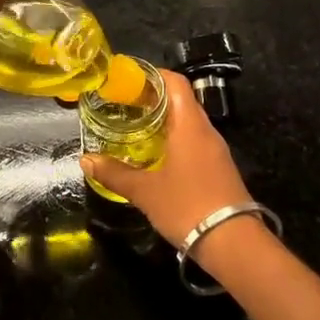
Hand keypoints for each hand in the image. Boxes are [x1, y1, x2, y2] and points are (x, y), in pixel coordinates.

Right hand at [81, 71, 255, 247]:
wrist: (234, 244)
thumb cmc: (187, 206)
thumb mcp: (145, 191)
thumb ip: (114, 173)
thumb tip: (86, 159)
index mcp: (189, 125)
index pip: (175, 82)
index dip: (152, 75)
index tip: (126, 80)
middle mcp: (206, 131)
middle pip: (180, 100)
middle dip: (152, 98)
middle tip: (122, 104)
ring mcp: (215, 151)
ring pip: (188, 122)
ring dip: (163, 120)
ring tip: (134, 127)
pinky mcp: (219, 169)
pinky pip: (194, 141)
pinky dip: (173, 139)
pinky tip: (155, 155)